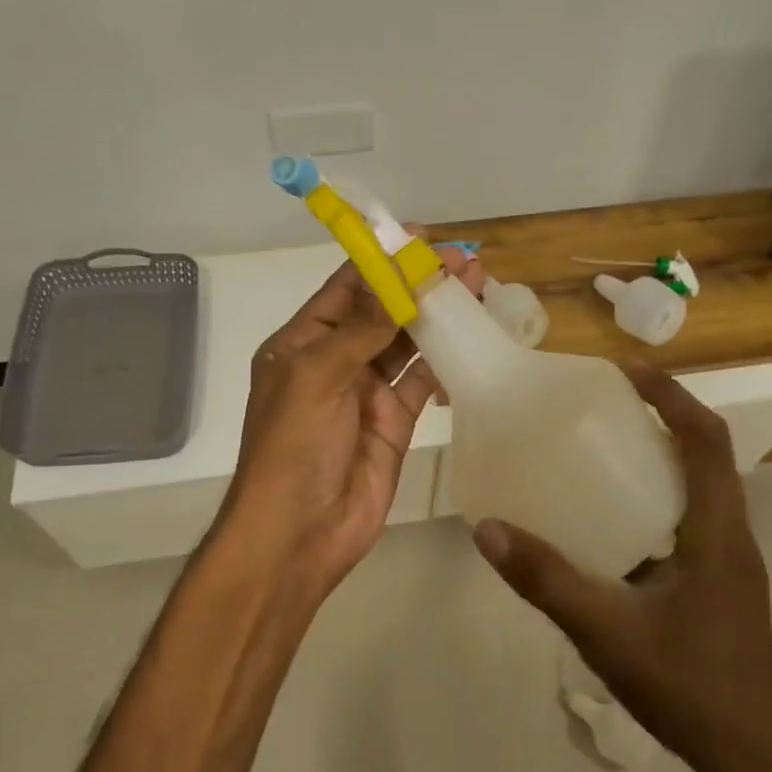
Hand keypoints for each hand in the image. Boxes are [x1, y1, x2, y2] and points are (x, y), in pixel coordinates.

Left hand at [218, 239, 483, 590]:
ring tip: (477, 287)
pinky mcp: (395, 421)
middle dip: (419, 284)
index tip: (420, 237)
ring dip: (438, 316)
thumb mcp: (318, 376)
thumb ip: (361, 327)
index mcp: (303, 342)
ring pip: (407, 342)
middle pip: (382, 310)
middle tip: (464, 260)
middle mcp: (335, 359)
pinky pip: (424, 380)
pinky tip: (473, 337)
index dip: (381, 260)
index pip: (346, 287)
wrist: (299, 533)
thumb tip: (395, 276)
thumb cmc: (293, 446)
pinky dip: (447, 359)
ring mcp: (367, 391)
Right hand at [472, 363, 771, 771]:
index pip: (706, 440)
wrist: (752, 761)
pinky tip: (609, 518)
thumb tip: (489, 529)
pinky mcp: (717, 583)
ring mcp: (727, 561)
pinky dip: (655, 496)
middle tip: (602, 403)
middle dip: (662, 416)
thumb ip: (546, 580)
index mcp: (717, 532)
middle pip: (705, 454)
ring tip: (601, 447)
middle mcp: (730, 534)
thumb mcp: (607, 630)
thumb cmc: (689, 687)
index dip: (672, 396)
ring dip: (660, 454)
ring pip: (698, 486)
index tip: (626, 370)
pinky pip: (688, 517)